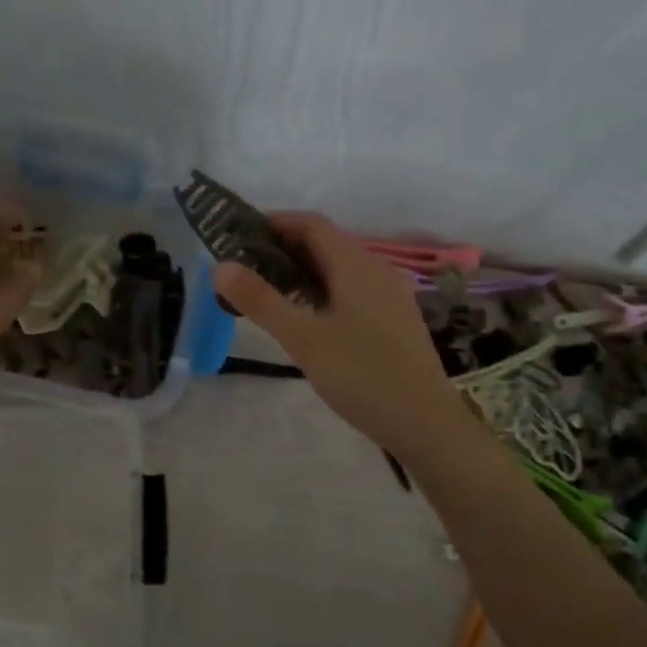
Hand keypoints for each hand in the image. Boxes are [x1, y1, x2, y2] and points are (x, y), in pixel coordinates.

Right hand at [213, 213, 469, 459]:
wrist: (426, 424)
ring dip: (302, 270)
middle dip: (283, 248)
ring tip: (266, 291)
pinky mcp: (393, 319)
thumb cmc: (362, 375)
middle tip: (244, 267)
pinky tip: (305, 318)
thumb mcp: (303, 339)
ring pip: (338, 268)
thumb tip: (220, 265)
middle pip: (325, 243)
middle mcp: (376, 270)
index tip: (238, 236)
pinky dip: (322, 290)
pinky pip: (351, 289)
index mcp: (356, 264)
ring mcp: (389, 295)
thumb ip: (261, 301)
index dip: (274, 222)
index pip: (311, 224)